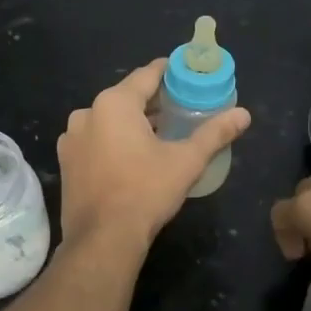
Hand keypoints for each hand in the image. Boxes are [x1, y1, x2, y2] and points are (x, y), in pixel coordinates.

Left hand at [57, 59, 250, 248]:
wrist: (103, 239)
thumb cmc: (146, 192)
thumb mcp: (186, 161)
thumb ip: (214, 133)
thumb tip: (244, 114)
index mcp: (114, 103)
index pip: (147, 75)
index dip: (169, 72)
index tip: (186, 75)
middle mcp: (87, 113)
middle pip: (126, 97)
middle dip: (152, 101)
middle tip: (180, 108)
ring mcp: (71, 138)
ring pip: (108, 120)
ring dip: (132, 122)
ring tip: (159, 134)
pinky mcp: (66, 162)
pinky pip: (95, 140)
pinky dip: (113, 141)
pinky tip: (131, 157)